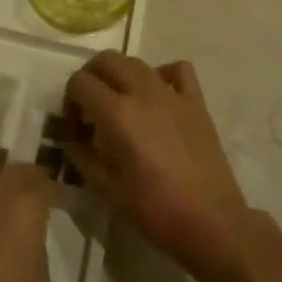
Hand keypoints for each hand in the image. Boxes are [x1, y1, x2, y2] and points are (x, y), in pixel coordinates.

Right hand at [64, 55, 259, 281]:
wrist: (211, 221)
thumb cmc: (156, 210)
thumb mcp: (108, 189)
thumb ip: (83, 158)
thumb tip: (70, 141)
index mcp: (118, 114)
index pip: (80, 83)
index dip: (70, 100)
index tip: (75, 126)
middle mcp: (143, 92)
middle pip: (106, 60)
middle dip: (90, 78)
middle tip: (90, 108)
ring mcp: (172, 93)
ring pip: (137, 62)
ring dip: (120, 75)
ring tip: (120, 104)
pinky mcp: (196, 101)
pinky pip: (177, 70)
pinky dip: (161, 74)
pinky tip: (158, 97)